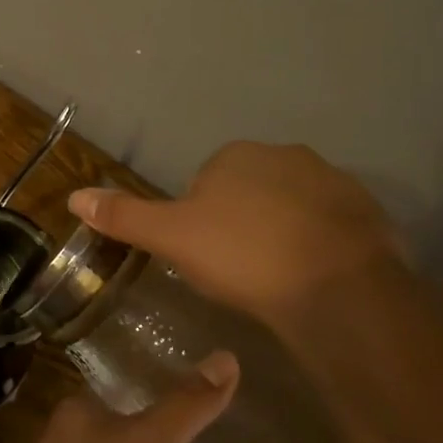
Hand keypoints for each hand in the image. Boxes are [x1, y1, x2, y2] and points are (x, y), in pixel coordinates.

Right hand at [70, 141, 401, 322]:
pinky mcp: (368, 211)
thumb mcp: (172, 238)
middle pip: (247, 190)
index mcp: (235, 156)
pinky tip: (311, 277)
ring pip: (290, 206)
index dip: (198, 220)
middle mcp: (285, 155)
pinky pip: (329, 225)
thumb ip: (125, 216)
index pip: (203, 183)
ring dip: (280, 231)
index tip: (203, 256)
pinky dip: (317, 244)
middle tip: (236, 269)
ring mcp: (333, 180)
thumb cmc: (242, 255)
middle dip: (240, 222)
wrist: (336, 288)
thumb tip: (74, 196)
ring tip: (275, 278)